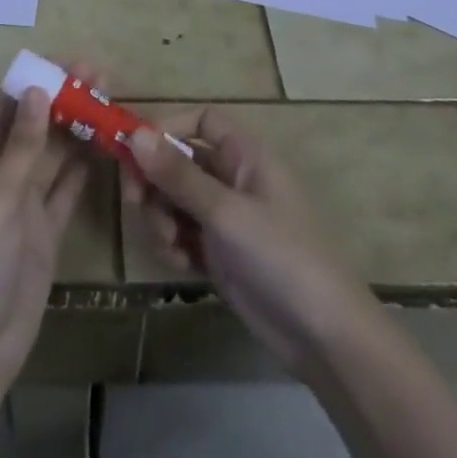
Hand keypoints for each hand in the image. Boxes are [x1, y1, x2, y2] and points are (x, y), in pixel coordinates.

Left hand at [0, 63, 99, 392]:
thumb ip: (21, 146)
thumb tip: (37, 90)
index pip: (3, 109)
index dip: (32, 83)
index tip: (66, 62)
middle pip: (32, 128)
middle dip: (61, 100)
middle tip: (100, 73)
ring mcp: (24, 205)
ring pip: (53, 156)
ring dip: (77, 129)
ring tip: (109, 98)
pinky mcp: (46, 231)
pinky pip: (67, 191)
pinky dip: (84, 169)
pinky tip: (106, 146)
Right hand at [124, 108, 372, 377]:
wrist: (323, 336)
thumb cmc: (280, 256)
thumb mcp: (225, 211)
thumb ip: (178, 174)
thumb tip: (135, 133)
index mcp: (245, 155)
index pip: (201, 121)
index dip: (168, 127)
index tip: (137, 149)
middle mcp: (234, 179)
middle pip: (179, 161)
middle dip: (155, 181)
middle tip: (133, 201)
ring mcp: (226, 217)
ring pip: (175, 199)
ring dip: (162, 218)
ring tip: (171, 245)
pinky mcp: (220, 252)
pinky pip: (182, 233)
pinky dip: (174, 245)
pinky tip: (182, 265)